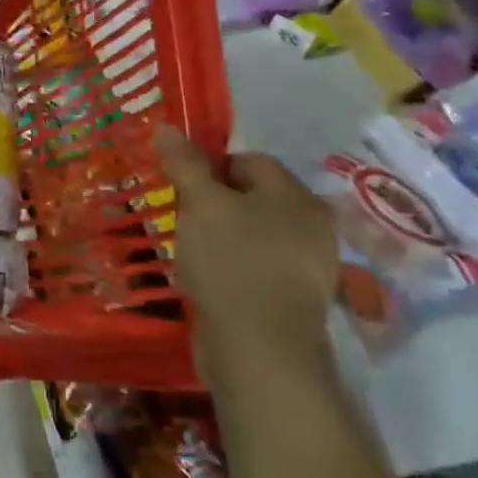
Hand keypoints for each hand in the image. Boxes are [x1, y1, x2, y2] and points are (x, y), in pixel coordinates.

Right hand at [154, 126, 338, 387]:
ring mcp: (306, 265)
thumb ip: (185, 164)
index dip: (209, 167)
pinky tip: (210, 278)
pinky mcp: (292, 298)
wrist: (260, 351)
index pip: (248, 160)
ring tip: (192, 249)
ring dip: (220, 234)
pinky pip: (256, 264)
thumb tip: (166, 127)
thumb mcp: (200, 204)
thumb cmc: (231, 263)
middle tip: (183, 217)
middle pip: (252, 196)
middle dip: (213, 202)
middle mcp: (311, 226)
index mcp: (296, 197)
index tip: (181, 189)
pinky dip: (232, 265)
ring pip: (252, 231)